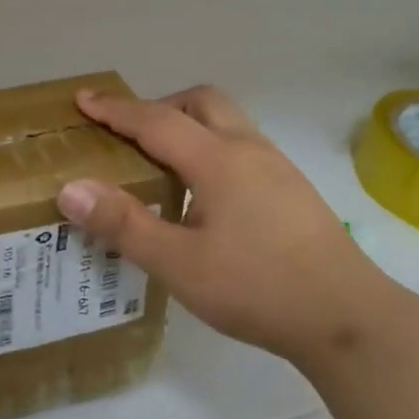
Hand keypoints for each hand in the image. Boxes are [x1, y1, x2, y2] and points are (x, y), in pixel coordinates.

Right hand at [56, 85, 396, 371]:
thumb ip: (124, 225)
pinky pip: (242, 146)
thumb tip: (71, 188)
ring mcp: (277, 167)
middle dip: (159, 106)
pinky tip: (205, 195)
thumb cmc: (258, 288)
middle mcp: (249, 149)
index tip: (82, 100)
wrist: (348, 318)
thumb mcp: (180, 264)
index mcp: (218, 160)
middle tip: (129, 135)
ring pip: (226, 121)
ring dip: (189, 125)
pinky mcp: (293, 189)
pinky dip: (211, 148)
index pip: (155, 121)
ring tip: (163, 163)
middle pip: (200, 102)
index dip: (115, 110)